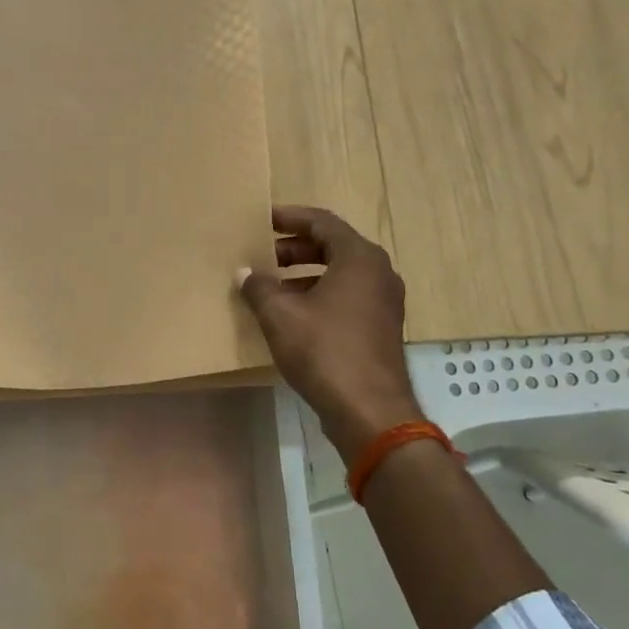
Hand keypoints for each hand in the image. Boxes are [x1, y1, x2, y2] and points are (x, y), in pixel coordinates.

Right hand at [238, 205, 424, 459]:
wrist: (369, 410)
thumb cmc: (324, 351)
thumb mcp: (280, 315)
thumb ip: (259, 287)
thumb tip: (245, 273)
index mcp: (359, 258)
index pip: (322, 223)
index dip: (290, 218)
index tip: (263, 220)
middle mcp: (378, 272)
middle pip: (333, 247)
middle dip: (294, 249)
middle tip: (262, 255)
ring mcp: (383, 302)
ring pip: (340, 274)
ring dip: (304, 275)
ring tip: (270, 286)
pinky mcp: (380, 327)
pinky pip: (347, 297)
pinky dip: (319, 295)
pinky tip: (290, 315)